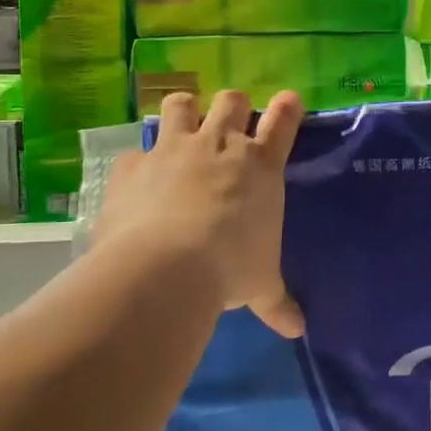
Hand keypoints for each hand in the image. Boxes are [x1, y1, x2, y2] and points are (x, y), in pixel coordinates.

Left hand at [95, 89, 306, 336]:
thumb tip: (297, 331)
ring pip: (182, 103)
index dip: (288, 108)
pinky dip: (140, 161)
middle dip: (233, 105)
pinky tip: (138, 179)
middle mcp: (220, 145)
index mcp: (261, 166)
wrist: (166, 267)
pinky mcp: (133, 165)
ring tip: (183, 124)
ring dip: (185, 110)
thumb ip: (278, 302)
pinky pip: (137, 150)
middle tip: (229, 121)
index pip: (283, 122)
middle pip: (232, 101)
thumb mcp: (261, 285)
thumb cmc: (231, 268)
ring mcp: (174, 149)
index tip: (289, 100)